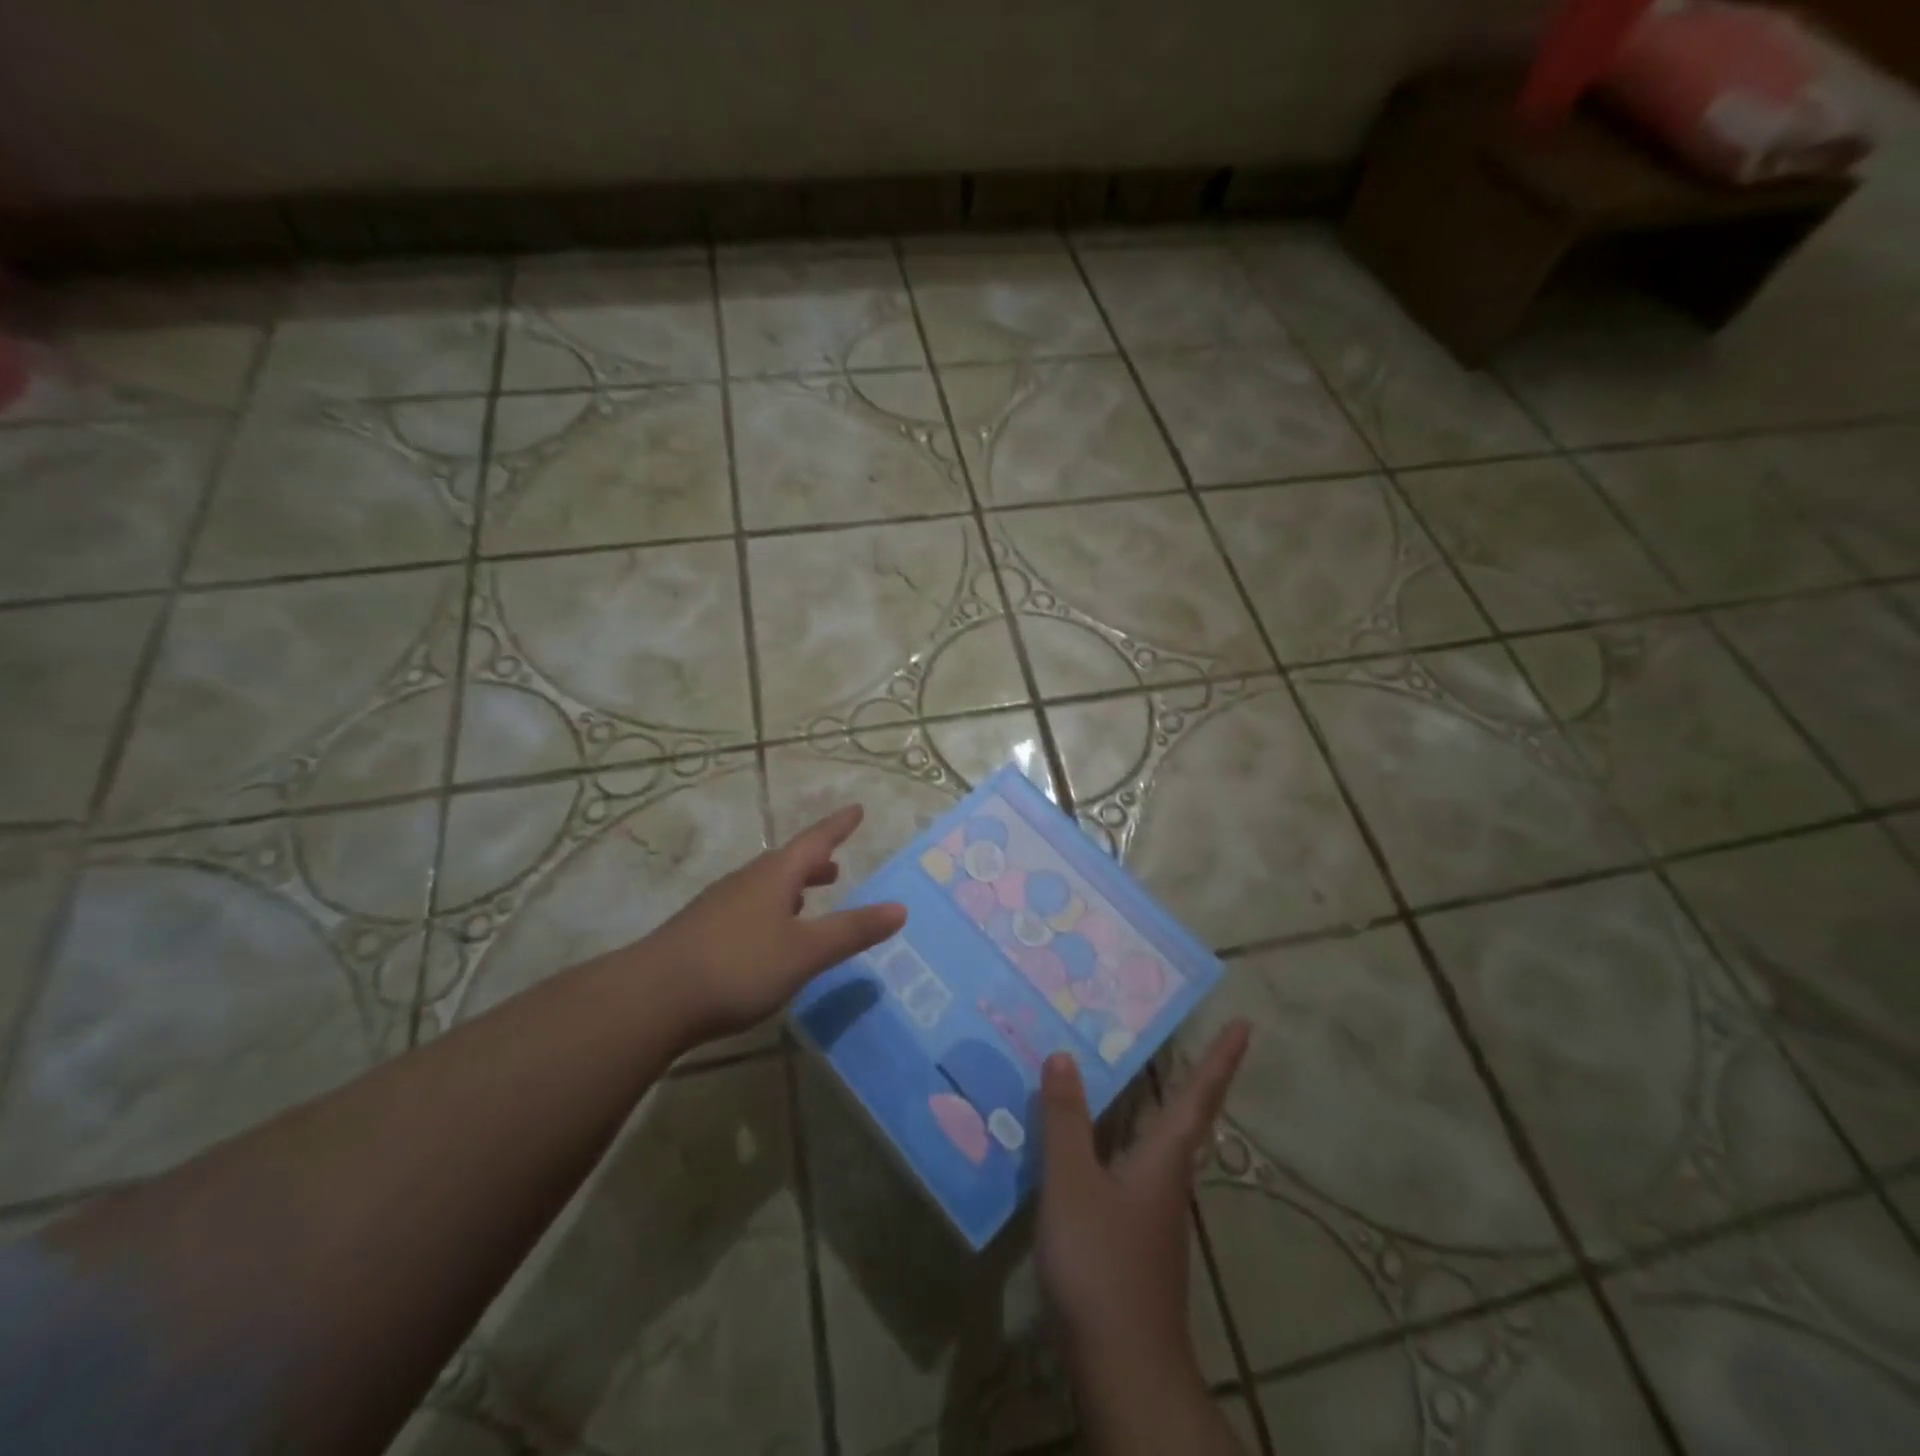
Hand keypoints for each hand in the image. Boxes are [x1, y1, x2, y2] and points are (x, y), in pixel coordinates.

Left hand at [647, 805, 906, 1042]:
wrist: (652, 998)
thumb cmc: (738, 966)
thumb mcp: (805, 952)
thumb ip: (852, 931)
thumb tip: (900, 908)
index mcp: (774, 876)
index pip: (815, 841)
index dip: (838, 826)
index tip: (856, 809)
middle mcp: (747, 881)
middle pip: (787, 862)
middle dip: (814, 861)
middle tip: (835, 862)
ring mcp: (719, 905)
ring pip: (765, 885)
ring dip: (792, 886)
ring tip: (809, 897)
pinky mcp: (702, 931)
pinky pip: (748, 907)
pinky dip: (771, 909)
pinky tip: (769, 934)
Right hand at [1036, 1021, 1250, 1386]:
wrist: (1123, 1367)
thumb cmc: (1102, 1265)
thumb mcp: (1073, 1183)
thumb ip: (1065, 1120)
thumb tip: (1062, 1054)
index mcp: (1163, 1157)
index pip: (1199, 1096)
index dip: (1220, 1058)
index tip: (1244, 1024)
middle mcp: (1166, 1177)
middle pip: (1183, 1115)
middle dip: (1188, 1074)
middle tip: (1175, 1032)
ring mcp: (1152, 1210)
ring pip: (1155, 1141)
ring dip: (1150, 1103)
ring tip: (1120, 1071)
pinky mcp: (1134, 1235)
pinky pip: (1129, 1166)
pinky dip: (1116, 1138)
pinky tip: (1084, 1141)